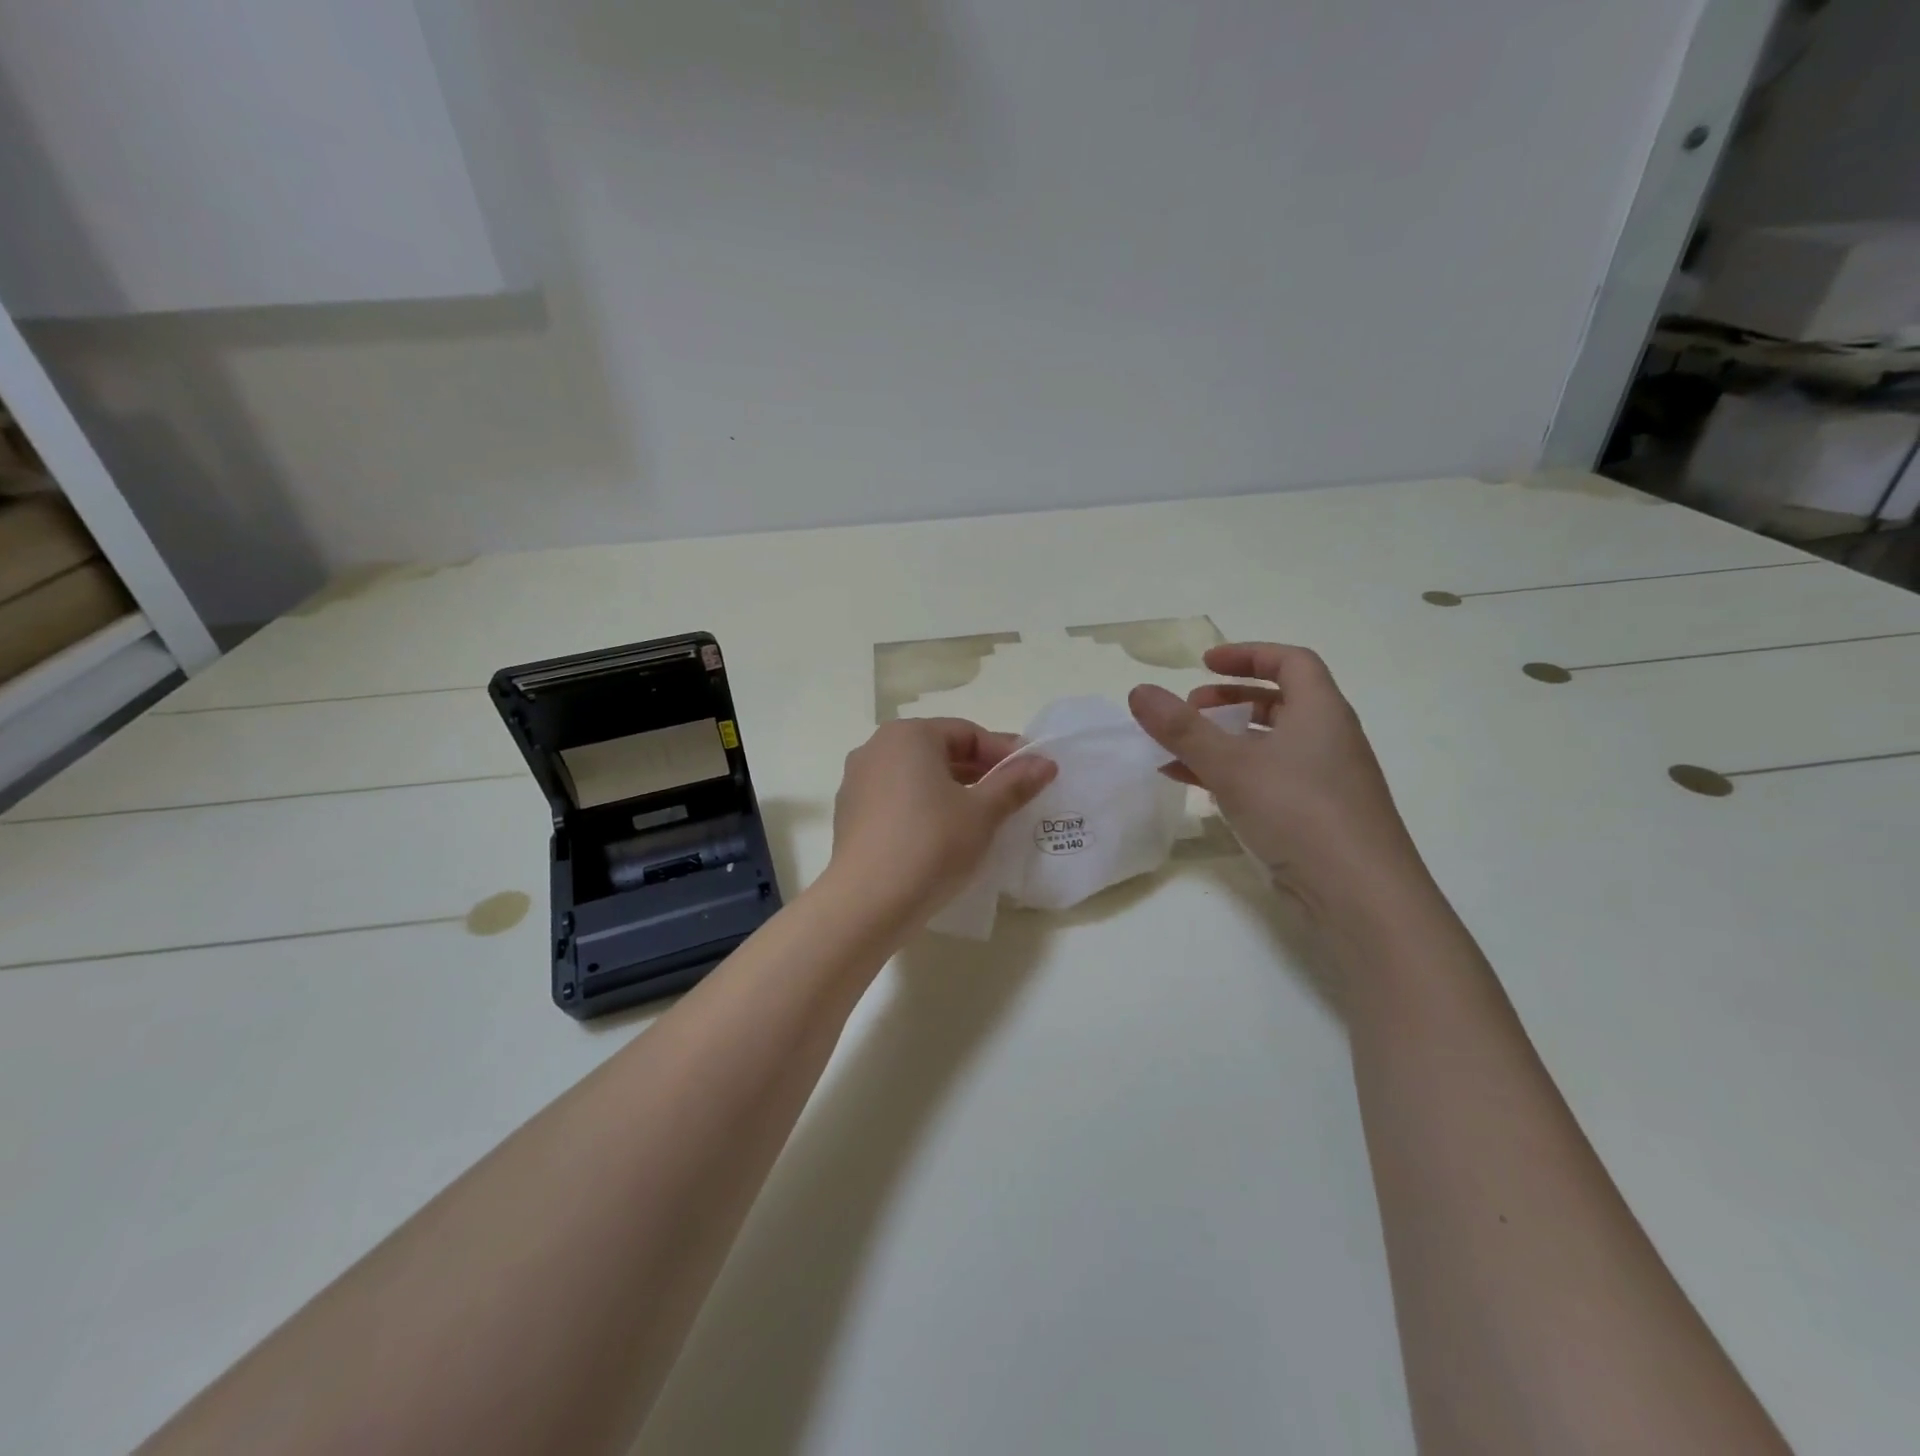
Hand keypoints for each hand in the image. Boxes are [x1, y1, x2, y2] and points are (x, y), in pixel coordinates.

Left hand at [828, 718, 1056, 923]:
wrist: (867, 902)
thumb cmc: (932, 844)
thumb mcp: (983, 813)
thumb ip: (1015, 783)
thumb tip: (1045, 763)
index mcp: (908, 735)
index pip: (967, 733)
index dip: (1004, 753)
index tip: (1032, 775)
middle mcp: (876, 748)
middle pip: (939, 751)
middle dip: (978, 771)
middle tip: (1011, 796)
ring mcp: (857, 781)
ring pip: (916, 776)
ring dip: (951, 789)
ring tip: (980, 817)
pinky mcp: (849, 814)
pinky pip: (896, 799)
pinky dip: (923, 807)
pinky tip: (942, 835)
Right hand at [1128, 644, 1427, 912]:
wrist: (1358, 895)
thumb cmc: (1298, 811)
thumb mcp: (1231, 765)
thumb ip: (1182, 728)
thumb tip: (1138, 691)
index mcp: (1321, 712)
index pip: (1291, 662)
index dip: (1247, 654)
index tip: (1204, 664)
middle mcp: (1328, 739)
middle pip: (1280, 702)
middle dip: (1229, 700)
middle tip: (1190, 710)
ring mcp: (1324, 780)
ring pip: (1269, 745)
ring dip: (1224, 741)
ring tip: (1180, 750)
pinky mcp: (1315, 816)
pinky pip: (1268, 779)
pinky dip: (1231, 774)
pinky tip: (1194, 786)